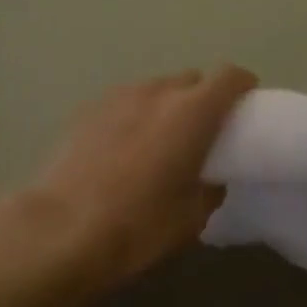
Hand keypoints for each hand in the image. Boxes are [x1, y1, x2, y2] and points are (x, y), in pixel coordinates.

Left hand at [28, 65, 258, 286]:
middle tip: (202, 133)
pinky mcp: (85, 110)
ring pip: (154, 90)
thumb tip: (209, 179)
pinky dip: (133, 117)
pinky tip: (122, 150)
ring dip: (165, 107)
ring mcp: (117, 97)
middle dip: (203, 99)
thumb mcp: (192, 218)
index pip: (230, 77)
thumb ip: (211, 188)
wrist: (60, 230)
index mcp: (193, 112)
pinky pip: (123, 104)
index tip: (246, 108)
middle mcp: (156, 92)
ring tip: (158, 142)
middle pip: (191, 80)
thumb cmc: (138, 226)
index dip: (243, 88)